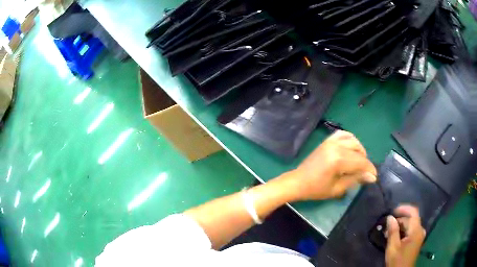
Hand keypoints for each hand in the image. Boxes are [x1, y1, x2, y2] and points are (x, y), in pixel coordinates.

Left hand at [287, 130, 376, 200]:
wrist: (298, 181)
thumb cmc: (316, 189)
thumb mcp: (338, 188)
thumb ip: (355, 179)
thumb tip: (372, 177)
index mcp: (338, 160)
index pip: (360, 162)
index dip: (369, 169)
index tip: (374, 177)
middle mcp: (336, 147)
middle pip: (358, 151)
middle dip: (365, 162)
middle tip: (365, 173)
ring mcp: (330, 141)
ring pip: (353, 140)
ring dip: (360, 150)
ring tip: (359, 162)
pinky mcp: (327, 140)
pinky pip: (343, 134)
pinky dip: (350, 140)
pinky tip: (352, 149)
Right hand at [386, 206, 425, 266]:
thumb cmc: (397, 260)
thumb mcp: (393, 247)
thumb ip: (393, 231)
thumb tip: (390, 217)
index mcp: (416, 230)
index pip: (413, 212)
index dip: (404, 208)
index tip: (392, 211)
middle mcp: (420, 230)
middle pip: (411, 219)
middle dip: (399, 221)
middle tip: (386, 227)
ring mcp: (419, 236)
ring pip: (410, 226)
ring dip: (400, 227)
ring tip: (388, 233)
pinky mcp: (417, 241)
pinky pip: (411, 231)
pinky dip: (403, 232)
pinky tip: (394, 238)